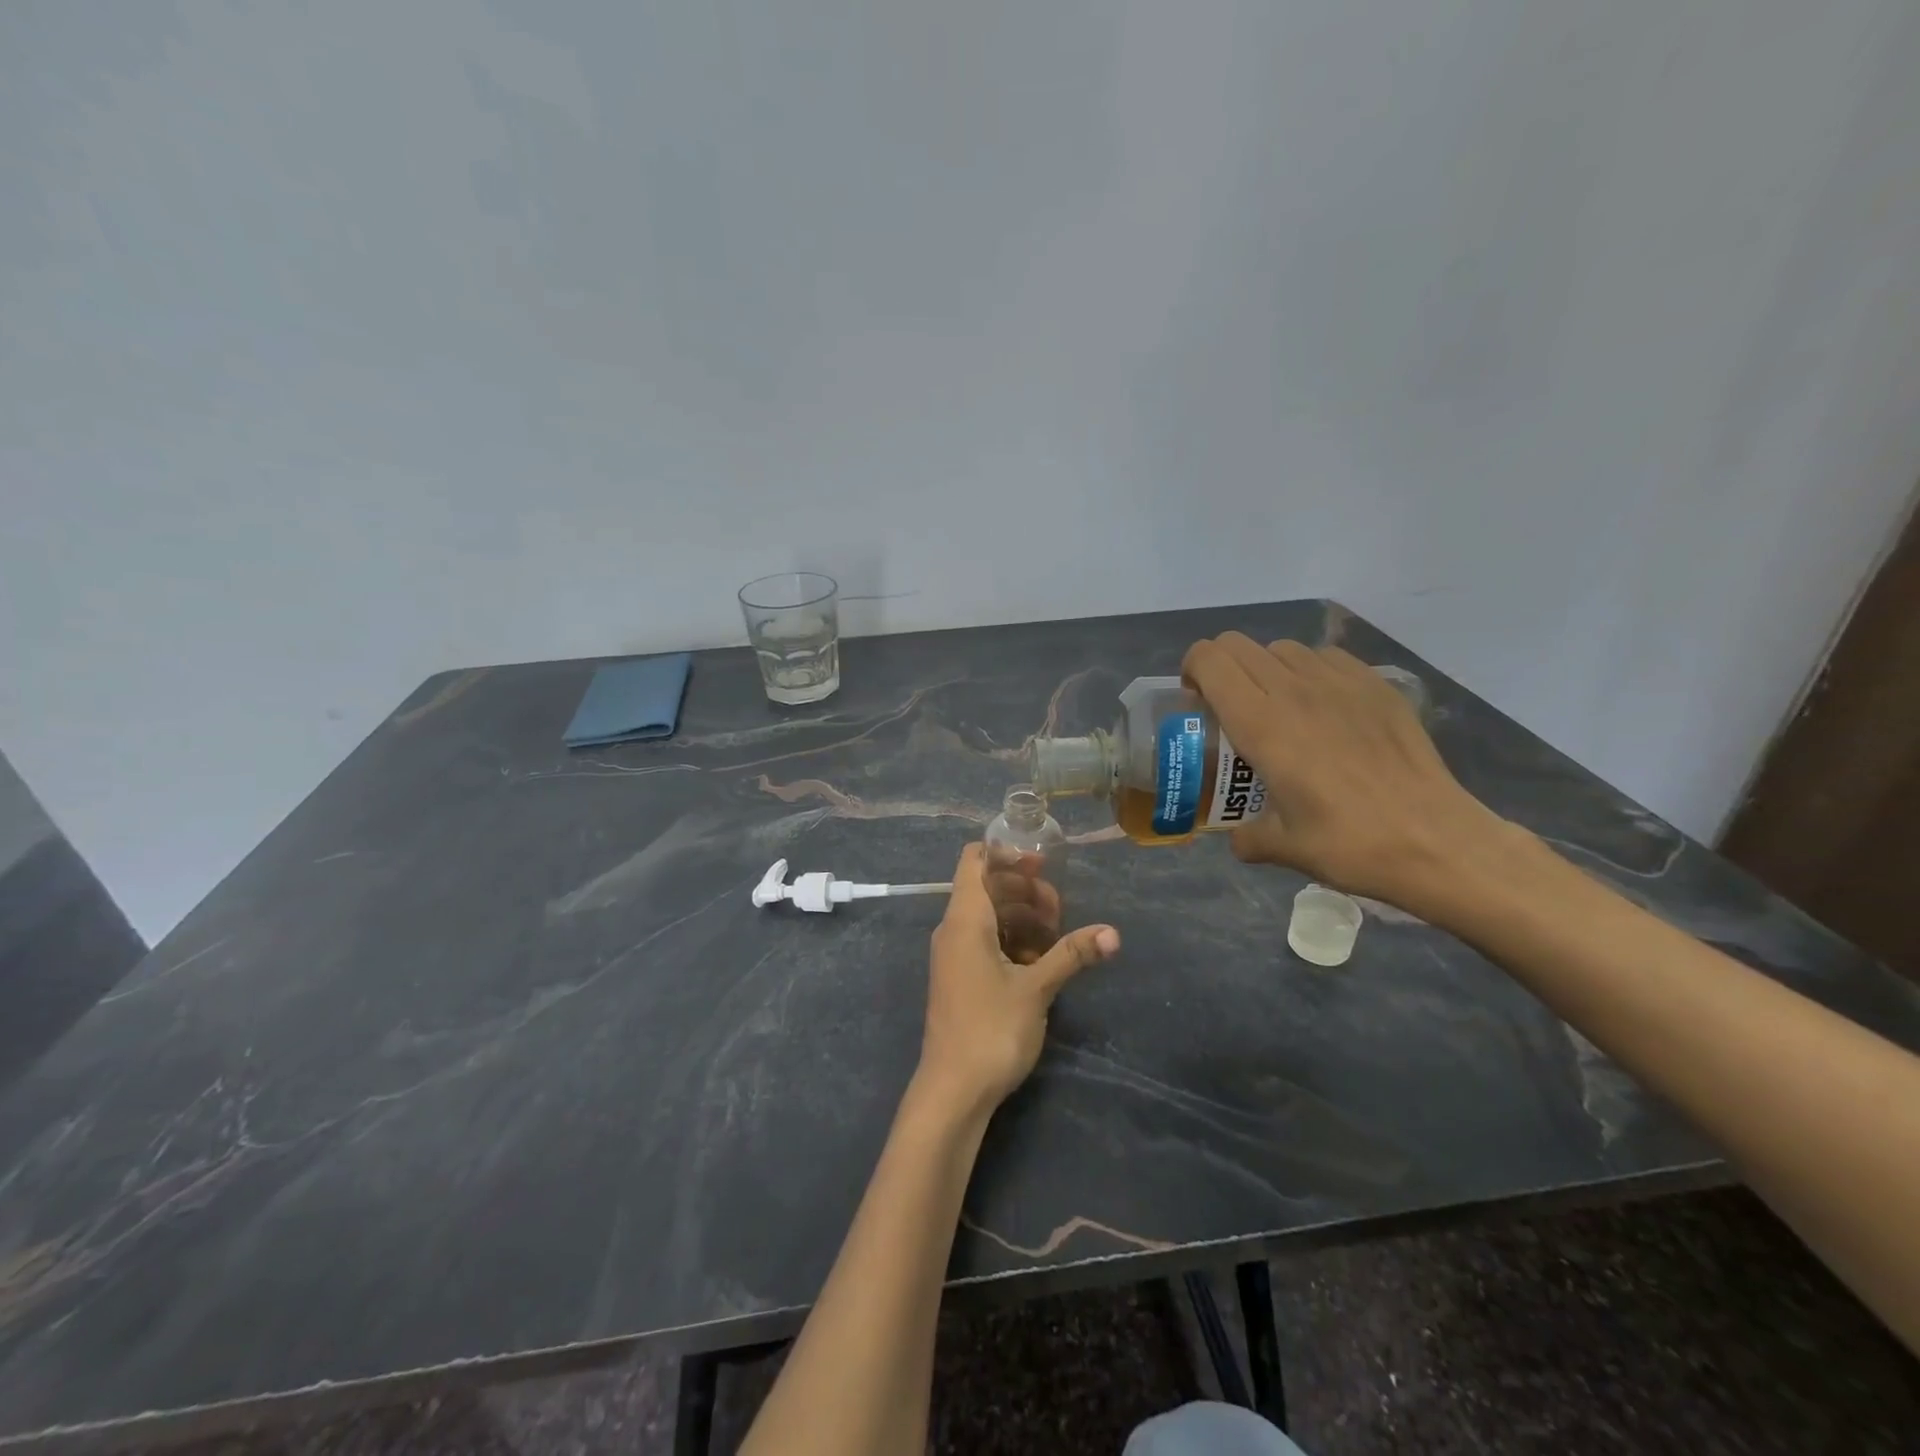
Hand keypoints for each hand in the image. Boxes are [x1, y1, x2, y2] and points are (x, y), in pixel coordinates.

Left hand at [915, 843, 1119, 1118]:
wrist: (952, 1091)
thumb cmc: (991, 1029)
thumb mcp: (1036, 988)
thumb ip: (1072, 954)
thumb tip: (1113, 933)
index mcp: (965, 919)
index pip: (974, 860)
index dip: (1005, 854)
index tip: (1042, 865)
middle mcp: (954, 929)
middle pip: (988, 888)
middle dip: (1025, 891)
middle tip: (1060, 910)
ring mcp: (955, 955)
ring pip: (990, 918)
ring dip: (1023, 919)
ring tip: (1057, 935)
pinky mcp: (961, 977)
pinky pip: (986, 942)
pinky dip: (1012, 942)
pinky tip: (1041, 961)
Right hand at [1182, 631, 1516, 914]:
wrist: (1436, 841)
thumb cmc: (1349, 843)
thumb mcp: (1281, 847)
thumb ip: (1246, 836)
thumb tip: (1237, 837)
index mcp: (1261, 723)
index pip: (1210, 660)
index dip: (1192, 670)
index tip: (1194, 701)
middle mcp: (1294, 690)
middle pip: (1238, 645)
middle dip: (1220, 668)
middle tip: (1227, 706)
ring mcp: (1340, 682)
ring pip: (1282, 648)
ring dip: (1265, 668)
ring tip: (1276, 705)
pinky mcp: (1377, 686)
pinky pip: (1326, 657)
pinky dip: (1309, 670)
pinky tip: (1322, 707)